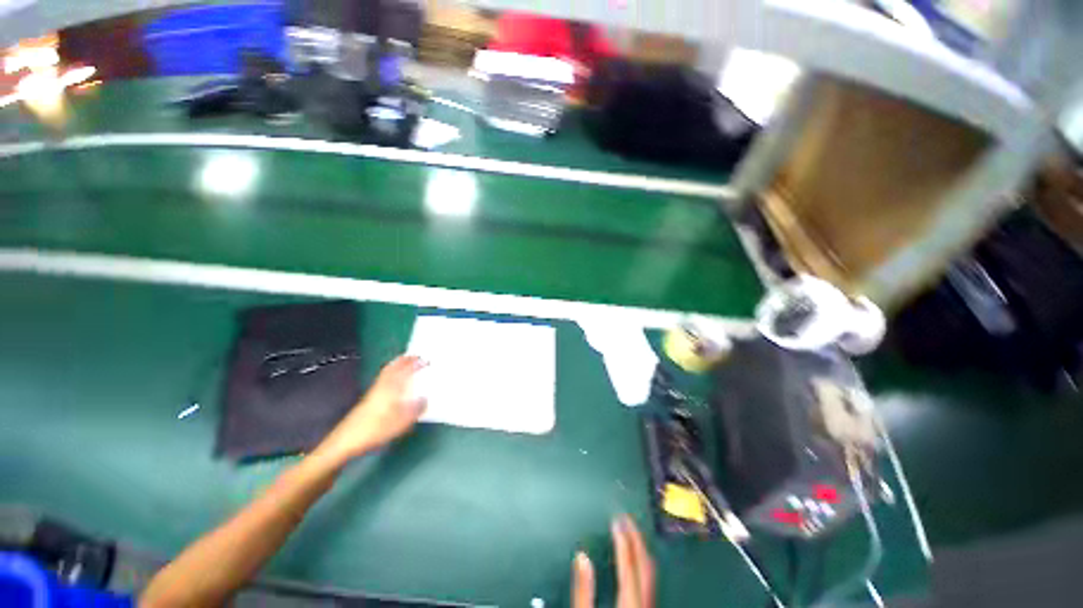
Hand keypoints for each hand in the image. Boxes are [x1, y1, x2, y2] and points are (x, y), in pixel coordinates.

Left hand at [315, 355, 427, 464]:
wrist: (346, 441)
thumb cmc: (375, 430)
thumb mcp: (401, 422)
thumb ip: (416, 409)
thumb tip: (426, 399)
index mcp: (391, 388)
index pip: (404, 370)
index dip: (415, 363)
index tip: (425, 359)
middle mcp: (382, 386)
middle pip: (393, 367)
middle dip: (404, 360)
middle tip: (415, 356)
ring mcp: (374, 392)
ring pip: (386, 373)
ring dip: (397, 366)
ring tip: (406, 364)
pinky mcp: (369, 399)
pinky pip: (383, 379)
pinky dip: (390, 374)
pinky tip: (394, 382)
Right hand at [573, 515, 654, 607]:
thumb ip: (583, 589)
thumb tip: (581, 557)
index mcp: (629, 603)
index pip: (629, 563)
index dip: (623, 538)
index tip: (616, 519)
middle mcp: (643, 602)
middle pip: (645, 564)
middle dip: (636, 537)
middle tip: (626, 517)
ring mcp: (647, 606)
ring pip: (650, 571)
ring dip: (641, 547)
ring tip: (631, 530)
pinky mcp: (646, 607)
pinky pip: (649, 579)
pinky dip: (642, 561)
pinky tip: (635, 556)